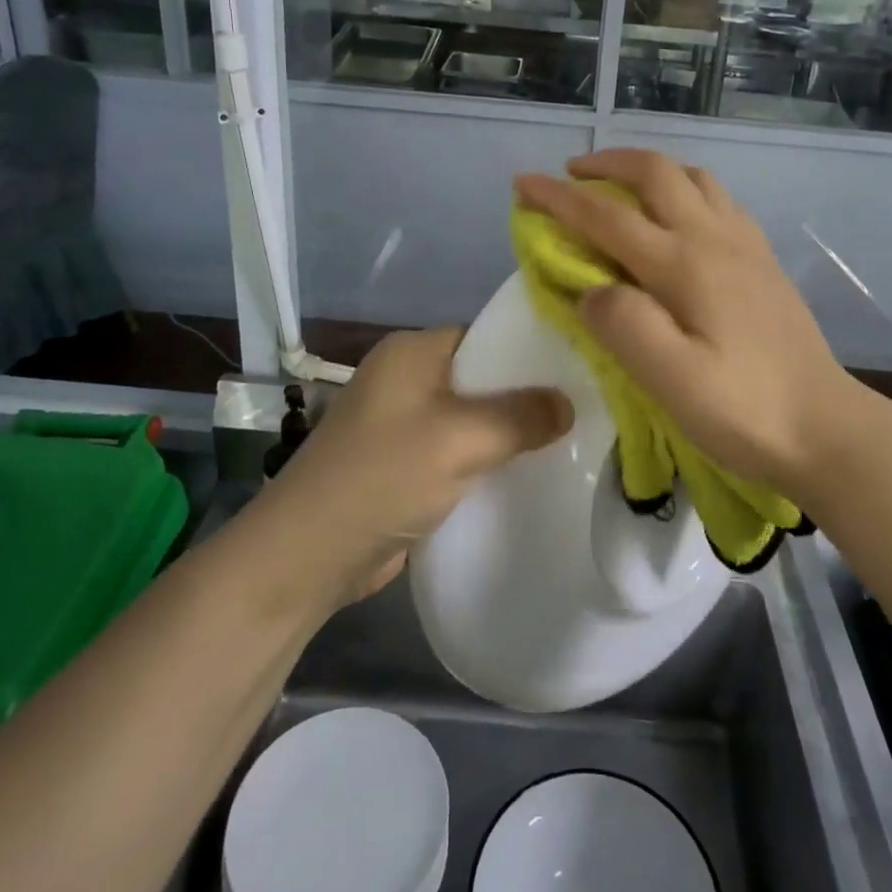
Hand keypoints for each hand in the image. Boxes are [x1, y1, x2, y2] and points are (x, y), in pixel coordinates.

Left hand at [264, 328, 572, 605]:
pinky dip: (489, 459)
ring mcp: (404, 423)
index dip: (530, 351)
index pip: (485, 335)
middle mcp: (407, 379)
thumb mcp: (458, 439)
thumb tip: (568, 403)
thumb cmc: (382, 477)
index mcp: (412, 352)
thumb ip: (518, 416)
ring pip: (473, 417)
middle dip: (526, 396)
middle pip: (482, 377)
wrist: (307, 556)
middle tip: (584, 410)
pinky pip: (460, 450)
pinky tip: (528, 472)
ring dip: (509, 432)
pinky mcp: (406, 464)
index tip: (579, 371)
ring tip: (569, 441)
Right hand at [515, 149, 870, 507]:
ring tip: (621, 186)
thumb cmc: (744, 410)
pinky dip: (685, 188)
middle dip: (606, 163)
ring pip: (693, 177)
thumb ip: (623, 326)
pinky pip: (718, 199)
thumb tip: (590, 290)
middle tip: (570, 174)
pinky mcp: (763, 260)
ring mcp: (745, 245)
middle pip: (656, 173)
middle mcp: (714, 238)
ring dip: (649, 169)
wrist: (826, 428)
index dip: (558, 197)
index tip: (522, 183)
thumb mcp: (672, 381)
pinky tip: (678, 216)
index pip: (607, 215)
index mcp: (685, 263)